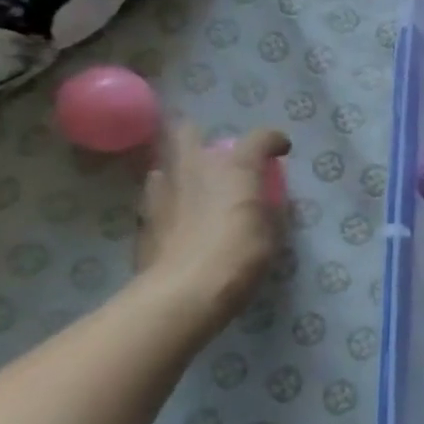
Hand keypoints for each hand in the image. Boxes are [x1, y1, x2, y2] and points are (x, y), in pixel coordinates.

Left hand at [137, 123, 289, 328]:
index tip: (281, 151)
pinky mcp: (142, 216)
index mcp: (235, 167)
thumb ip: (268, 209)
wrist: (183, 292)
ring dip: (181, 170)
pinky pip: (156, 195)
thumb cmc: (240, 256)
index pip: (260, 138)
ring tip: (194, 189)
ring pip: (166, 162)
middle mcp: (196, 167)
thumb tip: (263, 203)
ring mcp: (162, 189)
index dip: (274, 141)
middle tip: (218, 159)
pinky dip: (168, 199)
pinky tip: (178, 217)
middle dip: (202, 138)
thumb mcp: (272, 233)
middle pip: (189, 131)